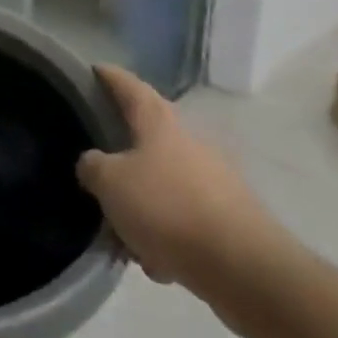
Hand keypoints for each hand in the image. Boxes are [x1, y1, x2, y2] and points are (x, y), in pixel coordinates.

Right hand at [75, 65, 288, 309]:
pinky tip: (157, 261)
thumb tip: (93, 164)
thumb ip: (92, 167)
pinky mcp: (229, 217)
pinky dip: (167, 234)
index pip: (130, 86)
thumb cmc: (168, 209)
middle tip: (97, 170)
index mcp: (160, 123)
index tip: (94, 69)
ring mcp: (214, 180)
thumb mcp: (110, 183)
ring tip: (123, 235)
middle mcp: (189, 142)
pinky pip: (184, 218)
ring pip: (164, 184)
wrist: (245, 269)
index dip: (109, 76)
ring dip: (143, 204)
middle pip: (147, 138)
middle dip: (122, 155)